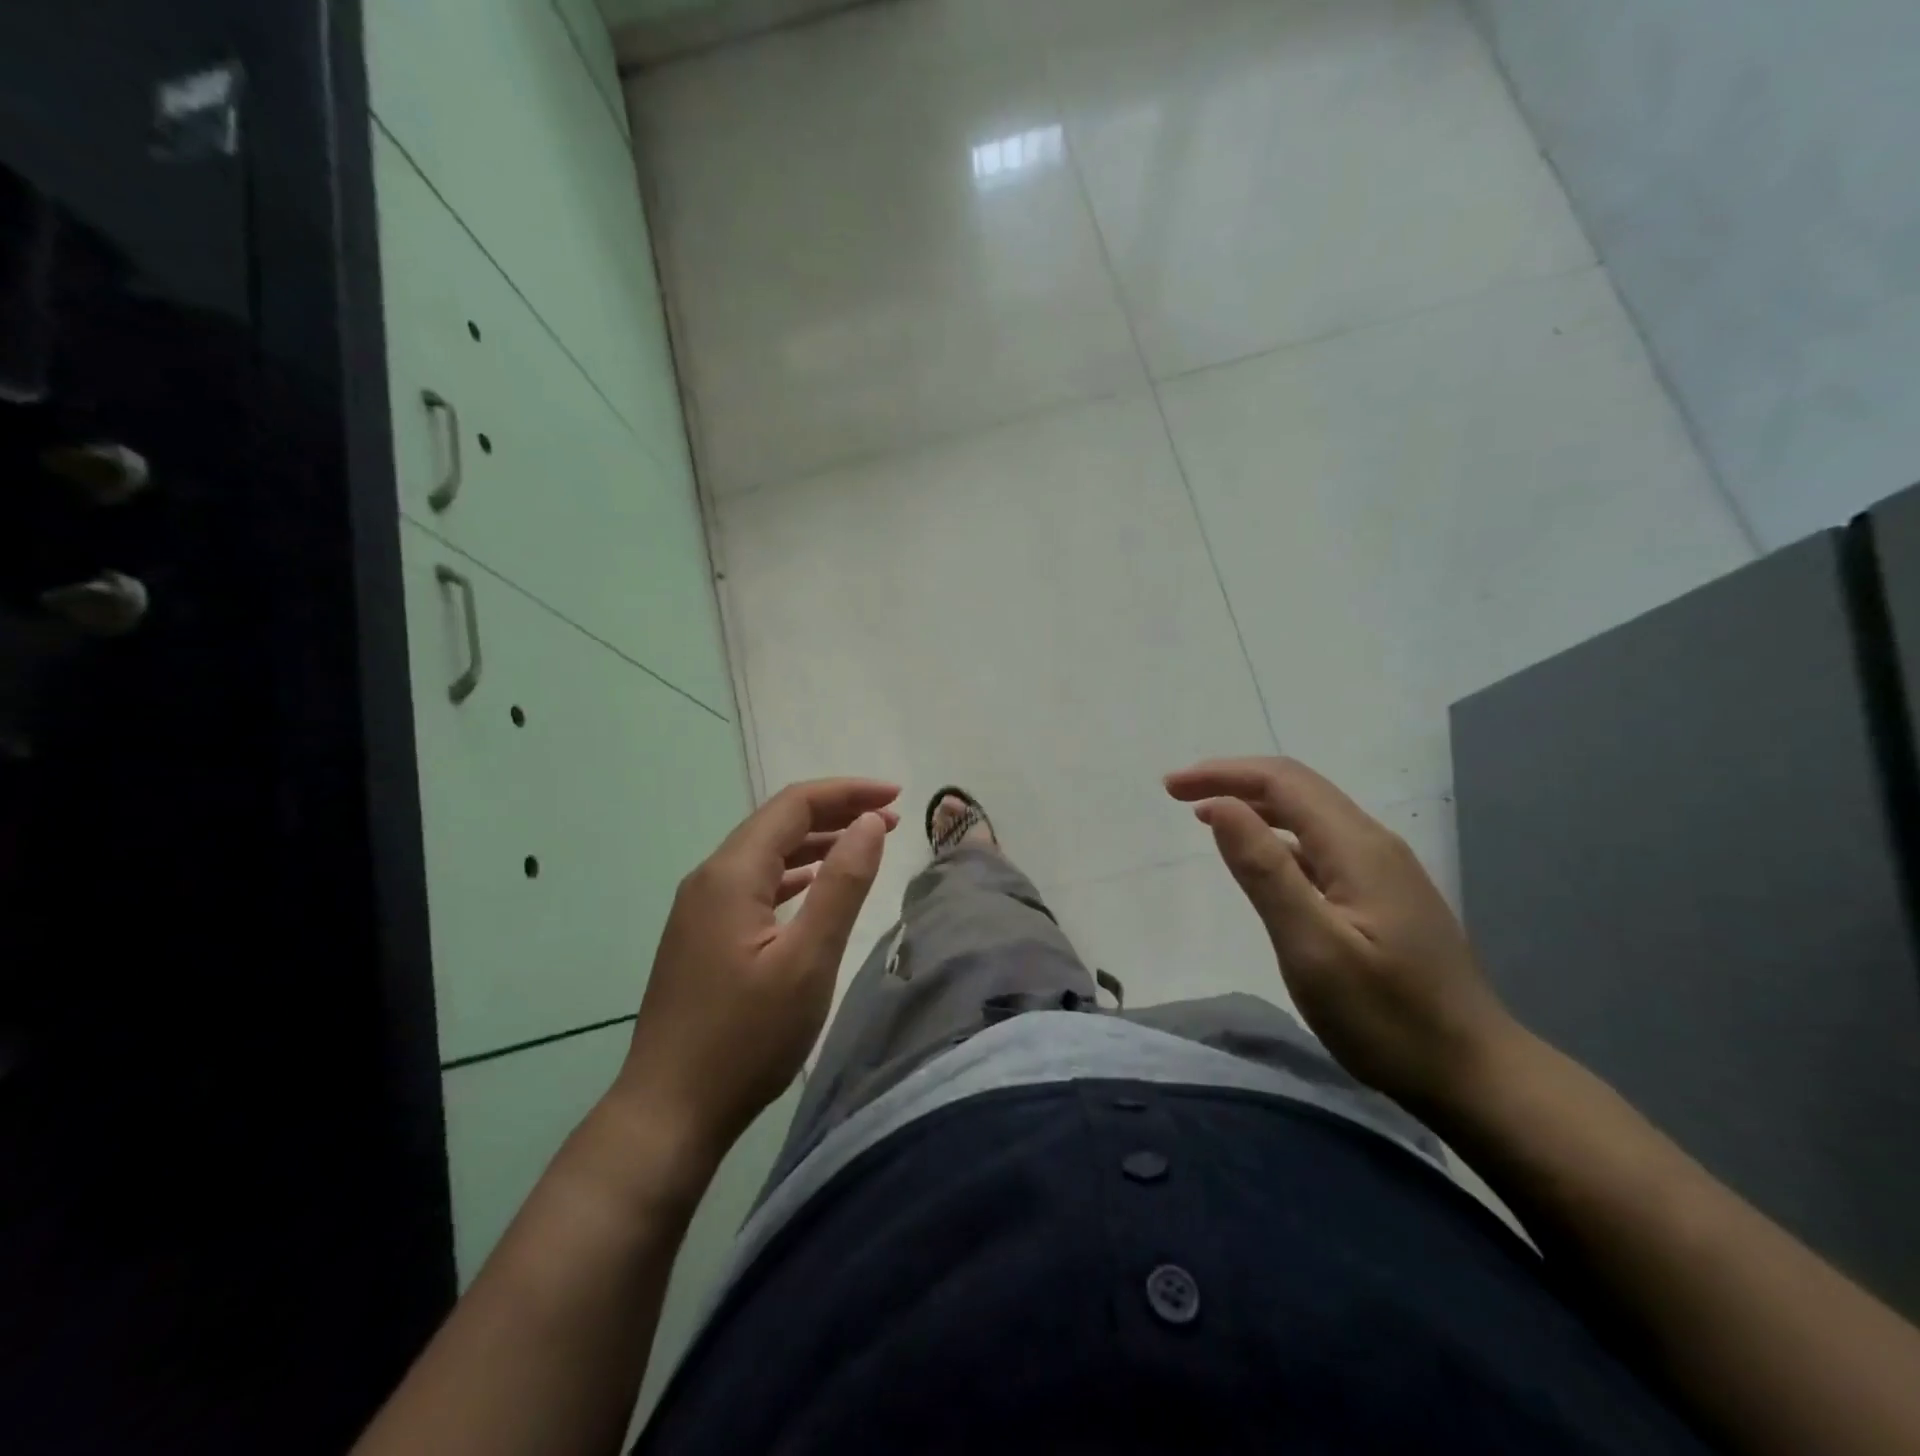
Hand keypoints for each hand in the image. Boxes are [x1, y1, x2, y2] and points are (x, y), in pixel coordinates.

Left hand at [618, 779, 900, 1161]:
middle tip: (891, 819)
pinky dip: (793, 873)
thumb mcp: (808, 960)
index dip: (848, 792)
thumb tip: (869, 823)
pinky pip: (754, 883)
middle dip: (836, 812)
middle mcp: (710, 878)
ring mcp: (700, 907)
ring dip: (816, 841)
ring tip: (864, 843)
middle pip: (778, 822)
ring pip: (765, 853)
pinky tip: (814, 884)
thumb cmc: (746, 1038)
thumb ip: (842, 884)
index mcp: (732, 874)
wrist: (667, 1111)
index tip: (898, 797)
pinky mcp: (701, 935)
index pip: (794, 805)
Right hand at [1166, 756, 1516, 1108]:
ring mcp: (1383, 870)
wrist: (1476, 1075)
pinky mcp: (1383, 895)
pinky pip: (1320, 843)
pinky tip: (1260, 856)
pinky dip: (1277, 835)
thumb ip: (1265, 871)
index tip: (1171, 787)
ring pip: (1310, 814)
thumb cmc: (1388, 1017)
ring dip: (1254, 804)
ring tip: (1205, 815)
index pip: (1282, 781)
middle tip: (1177, 794)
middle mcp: (1372, 844)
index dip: (1223, 774)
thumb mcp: (1314, 947)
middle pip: (1297, 788)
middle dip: (1233, 780)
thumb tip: (1219, 806)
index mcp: (1357, 847)